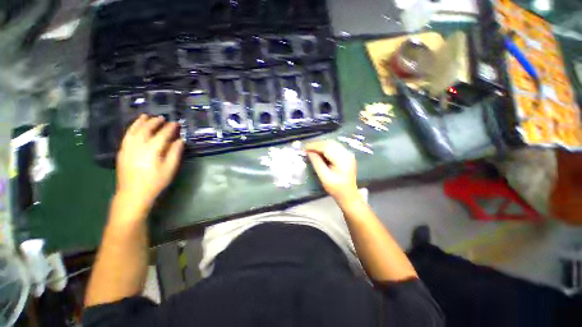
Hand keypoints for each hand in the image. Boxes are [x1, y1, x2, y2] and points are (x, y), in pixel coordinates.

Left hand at [116, 115, 183, 207]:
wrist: (133, 193)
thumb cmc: (155, 182)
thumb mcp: (170, 168)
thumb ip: (175, 153)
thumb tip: (180, 140)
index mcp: (152, 150)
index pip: (162, 134)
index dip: (170, 128)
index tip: (176, 123)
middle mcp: (138, 145)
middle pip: (146, 129)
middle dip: (155, 122)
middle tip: (162, 118)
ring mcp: (127, 148)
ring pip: (133, 130)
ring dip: (140, 122)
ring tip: (146, 116)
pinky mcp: (122, 152)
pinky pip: (126, 135)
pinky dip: (131, 128)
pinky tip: (134, 127)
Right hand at [306, 140, 358, 203]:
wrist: (349, 195)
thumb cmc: (336, 188)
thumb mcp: (324, 177)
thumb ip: (317, 163)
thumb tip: (309, 152)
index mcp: (342, 160)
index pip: (326, 147)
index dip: (314, 146)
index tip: (304, 148)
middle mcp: (347, 154)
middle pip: (330, 143)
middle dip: (317, 144)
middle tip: (307, 149)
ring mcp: (348, 154)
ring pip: (332, 144)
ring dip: (321, 145)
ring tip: (311, 150)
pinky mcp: (347, 156)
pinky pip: (335, 147)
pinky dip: (326, 148)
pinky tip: (319, 152)